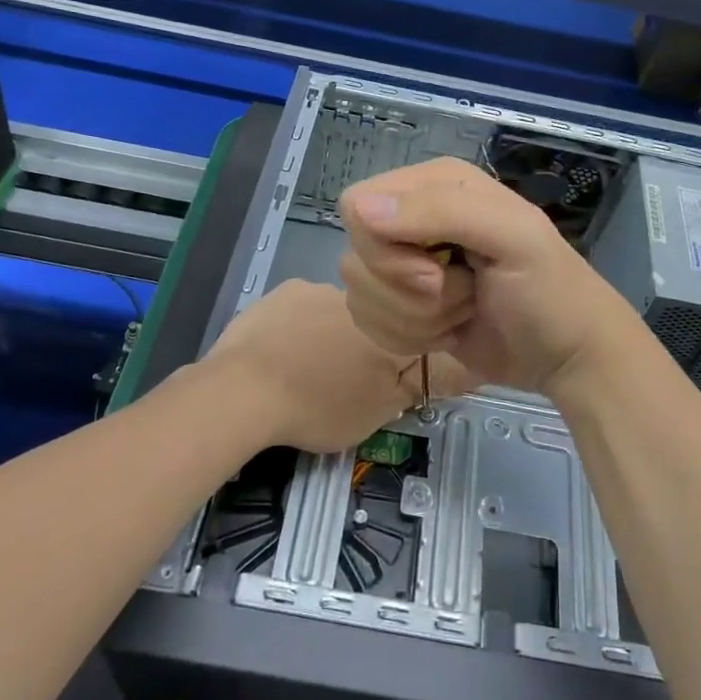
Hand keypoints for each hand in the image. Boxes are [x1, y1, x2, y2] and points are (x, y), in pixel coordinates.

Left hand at [206, 280, 474, 453]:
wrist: (243, 392)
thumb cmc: (317, 406)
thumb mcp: (377, 411)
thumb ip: (415, 384)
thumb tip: (457, 366)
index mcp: (383, 326)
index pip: (411, 330)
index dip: (403, 351)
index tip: (386, 372)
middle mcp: (356, 297)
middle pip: (372, 317)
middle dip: (362, 341)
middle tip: (342, 378)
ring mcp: (314, 288)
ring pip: (333, 311)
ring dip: (328, 332)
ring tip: (305, 368)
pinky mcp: (280, 291)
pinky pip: (300, 307)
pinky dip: (297, 327)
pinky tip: (279, 354)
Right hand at [337, 157, 638, 395]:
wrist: (567, 356)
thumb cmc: (550, 290)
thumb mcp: (512, 237)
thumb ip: (441, 212)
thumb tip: (360, 210)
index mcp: (434, 184)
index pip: (357, 205)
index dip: (384, 247)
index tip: (433, 270)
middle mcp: (412, 218)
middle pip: (356, 256)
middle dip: (409, 290)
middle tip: (464, 292)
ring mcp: (404, 265)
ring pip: (361, 295)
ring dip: (415, 318)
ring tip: (466, 309)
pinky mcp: (402, 307)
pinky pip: (369, 323)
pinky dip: (410, 337)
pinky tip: (450, 331)